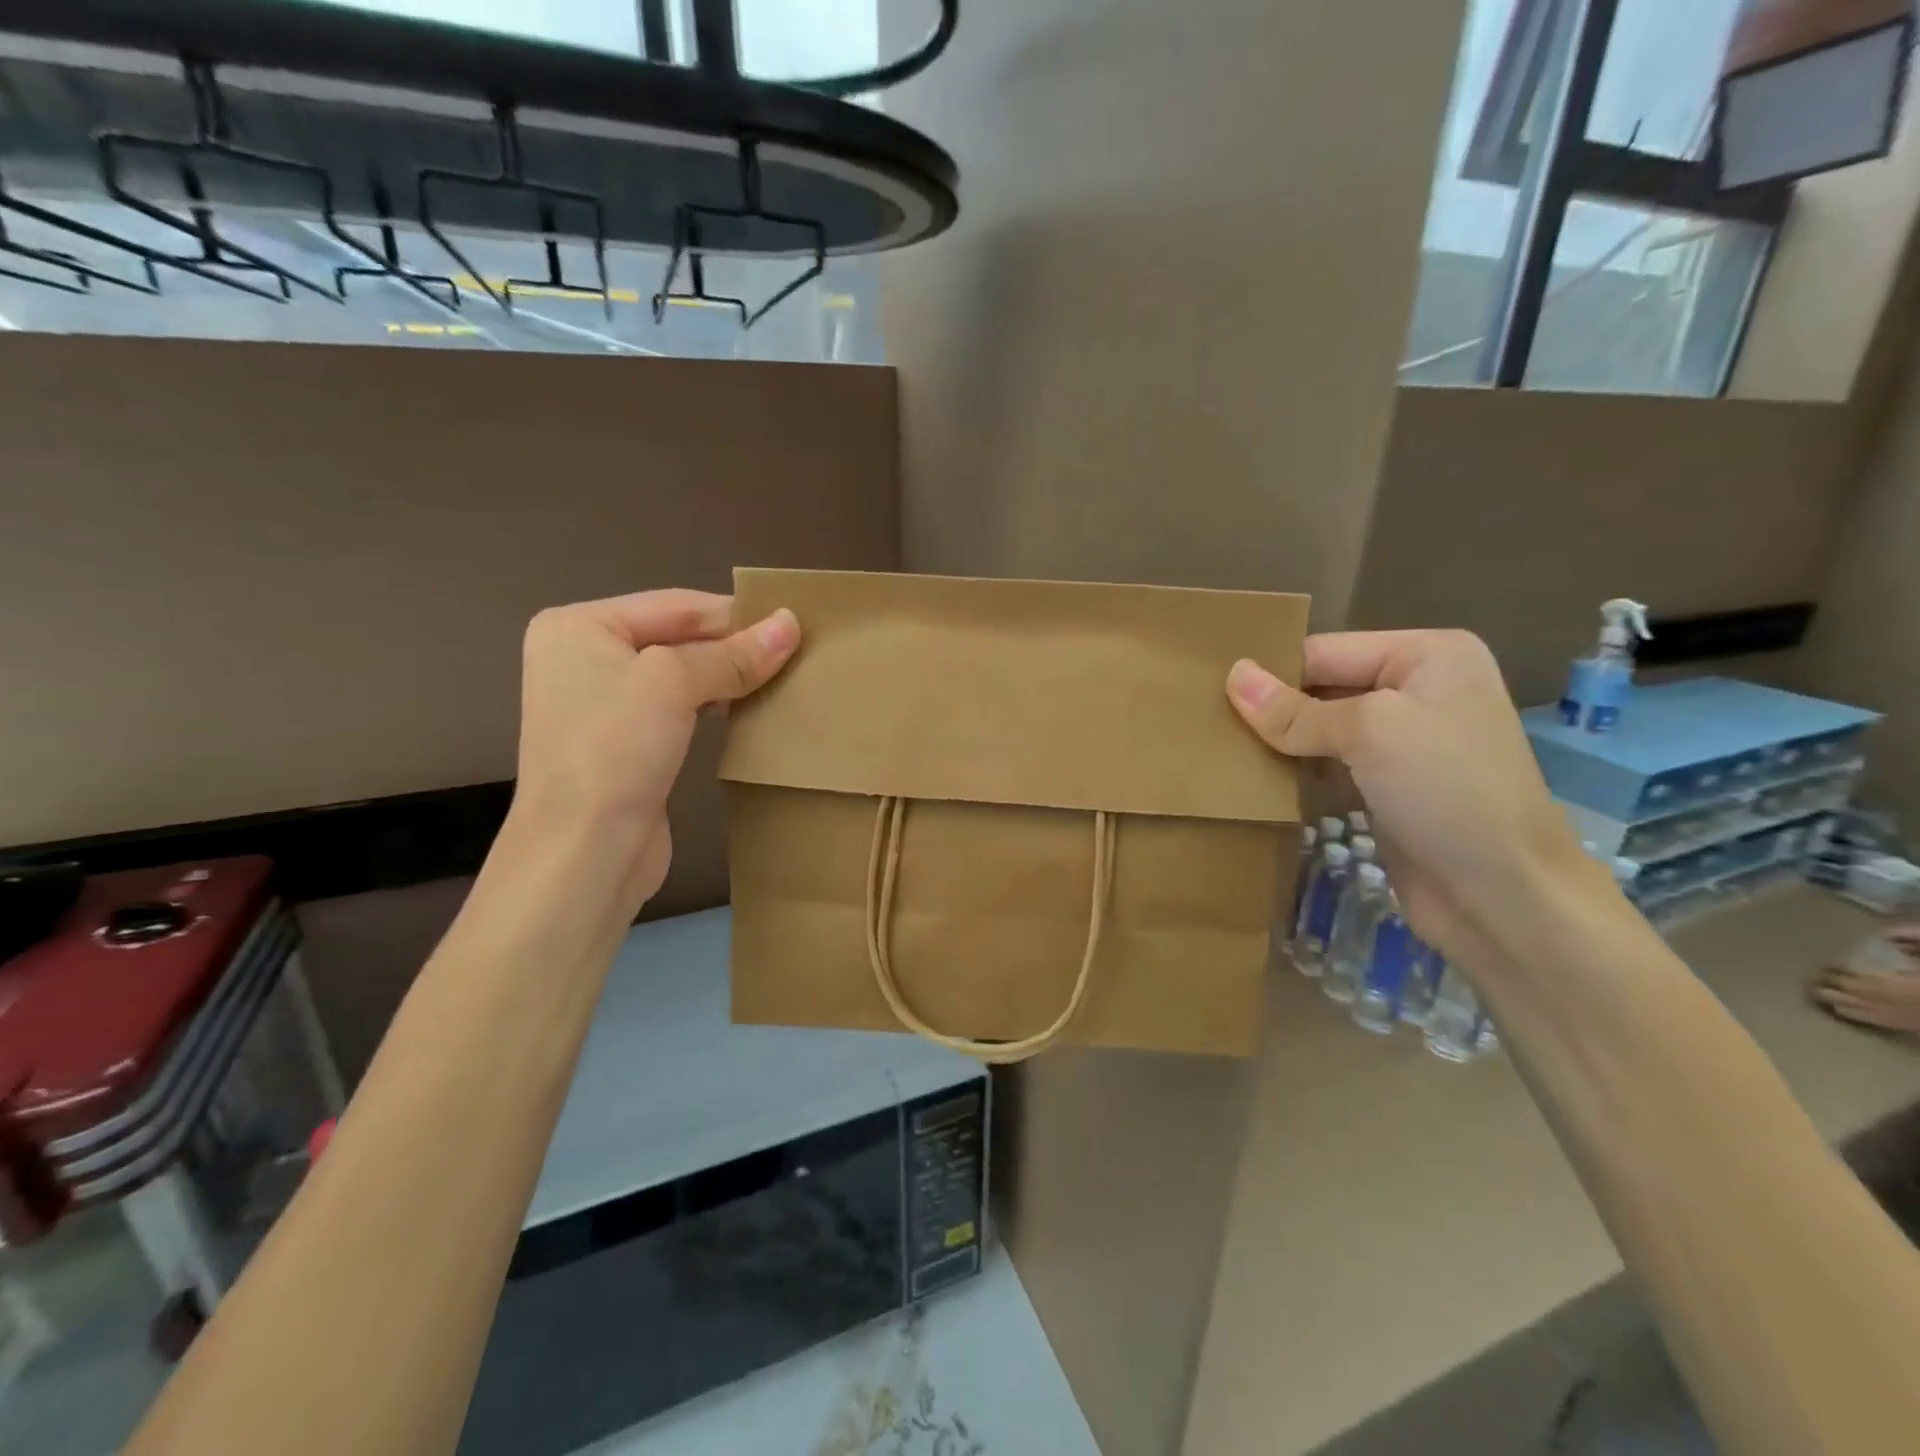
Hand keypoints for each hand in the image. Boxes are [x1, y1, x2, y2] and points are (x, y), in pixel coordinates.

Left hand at [507, 589, 799, 912]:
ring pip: (683, 676)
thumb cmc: (615, 749)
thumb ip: (733, 654)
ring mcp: (604, 706)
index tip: (795, 624)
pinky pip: (680, 710)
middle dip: (735, 647)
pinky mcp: (626, 745)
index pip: (675, 605)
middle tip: (798, 653)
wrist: (584, 853)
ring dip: (731, 678)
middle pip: (678, 638)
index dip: (736, 614)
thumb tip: (790, 624)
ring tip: (785, 679)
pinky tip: (752, 711)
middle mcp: (585, 659)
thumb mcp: (673, 684)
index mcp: (579, 627)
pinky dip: (716, 706)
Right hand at [1226, 630, 1601, 970]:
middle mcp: (1417, 689)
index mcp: (1426, 655)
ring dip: (1278, 745)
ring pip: (1320, 730)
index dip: (1271, 673)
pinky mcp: (1388, 786)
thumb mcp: (1370, 734)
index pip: (1324, 651)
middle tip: (1206, 726)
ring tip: (1221, 753)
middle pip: (1321, 688)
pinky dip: (1296, 773)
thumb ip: (1295, 710)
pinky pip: (1328, 766)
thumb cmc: (1447, 792)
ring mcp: (1404, 741)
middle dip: (1272, 710)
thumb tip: (1232, 676)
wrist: (1504, 895)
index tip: (1208, 695)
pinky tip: (1256, 783)